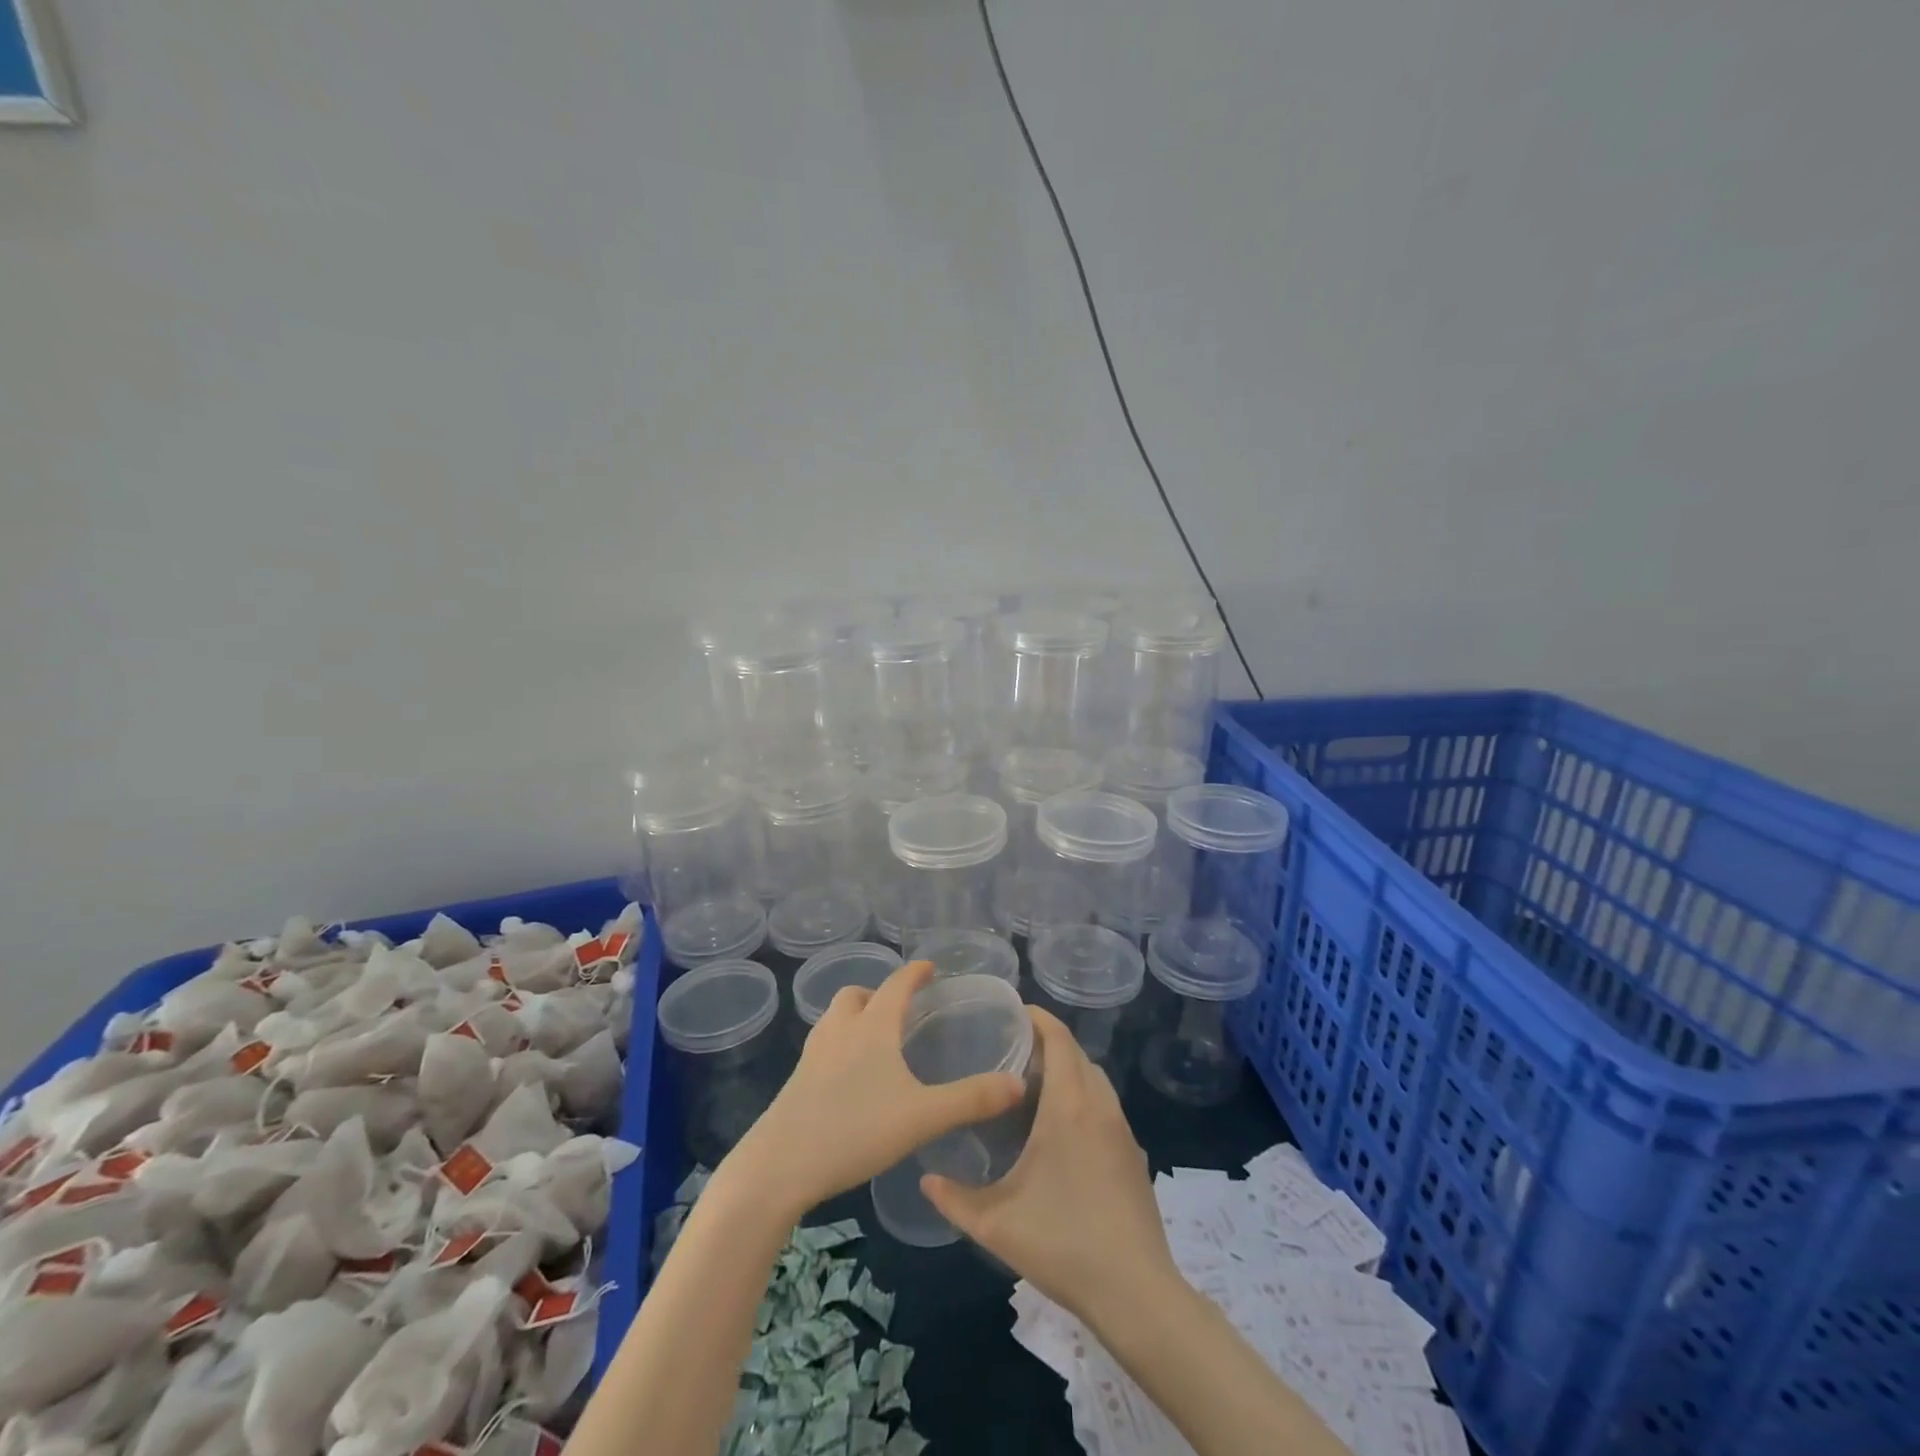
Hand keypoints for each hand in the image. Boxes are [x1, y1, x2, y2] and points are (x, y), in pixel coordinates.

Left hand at [719, 961, 1025, 1221]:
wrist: (778, 1166)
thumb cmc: (854, 1130)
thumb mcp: (922, 1117)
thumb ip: (971, 1099)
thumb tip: (1017, 1083)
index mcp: (872, 1026)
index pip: (896, 984)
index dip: (915, 972)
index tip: (930, 967)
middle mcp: (840, 1029)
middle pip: (856, 994)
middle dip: (878, 993)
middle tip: (900, 1010)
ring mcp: (813, 1054)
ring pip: (834, 1018)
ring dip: (854, 1016)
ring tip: (875, 1039)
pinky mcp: (796, 1080)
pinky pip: (823, 1045)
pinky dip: (840, 1044)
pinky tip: (850, 1077)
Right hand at [921, 1008, 1179, 1327]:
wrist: (1135, 1292)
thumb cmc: (1063, 1243)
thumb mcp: (996, 1223)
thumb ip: (954, 1198)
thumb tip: (925, 1178)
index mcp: (1069, 1106)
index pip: (1059, 1038)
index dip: (1038, 1017)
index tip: (1012, 1012)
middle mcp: (1099, 1106)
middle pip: (1077, 1053)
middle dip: (1049, 1042)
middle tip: (1010, 1049)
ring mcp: (1122, 1130)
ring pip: (1095, 1078)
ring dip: (1069, 1069)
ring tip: (1033, 1084)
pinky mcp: (1134, 1154)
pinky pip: (1106, 1105)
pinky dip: (1084, 1096)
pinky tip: (1062, 1128)